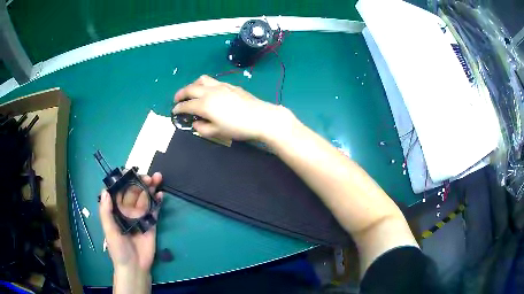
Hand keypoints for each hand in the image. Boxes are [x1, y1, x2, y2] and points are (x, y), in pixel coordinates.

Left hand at [99, 172, 162, 272]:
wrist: (135, 267)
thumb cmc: (119, 250)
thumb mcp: (109, 231)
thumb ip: (106, 212)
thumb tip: (105, 191)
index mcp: (116, 211)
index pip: (119, 192)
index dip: (124, 181)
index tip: (130, 172)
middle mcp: (128, 211)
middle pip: (134, 192)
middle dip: (140, 182)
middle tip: (148, 176)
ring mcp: (140, 217)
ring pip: (145, 199)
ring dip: (151, 188)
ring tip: (157, 178)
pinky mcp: (151, 224)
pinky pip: (154, 210)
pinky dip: (157, 202)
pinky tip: (161, 195)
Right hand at [172, 75, 292, 140]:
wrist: (261, 117)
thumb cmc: (238, 127)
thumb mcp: (217, 132)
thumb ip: (202, 128)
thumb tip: (195, 124)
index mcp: (205, 104)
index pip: (186, 105)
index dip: (178, 108)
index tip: (174, 111)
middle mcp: (210, 91)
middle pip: (190, 88)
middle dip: (181, 94)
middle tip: (177, 99)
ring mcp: (221, 86)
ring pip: (202, 80)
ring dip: (193, 85)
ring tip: (191, 92)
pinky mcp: (230, 85)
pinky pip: (213, 81)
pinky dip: (205, 84)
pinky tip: (209, 91)